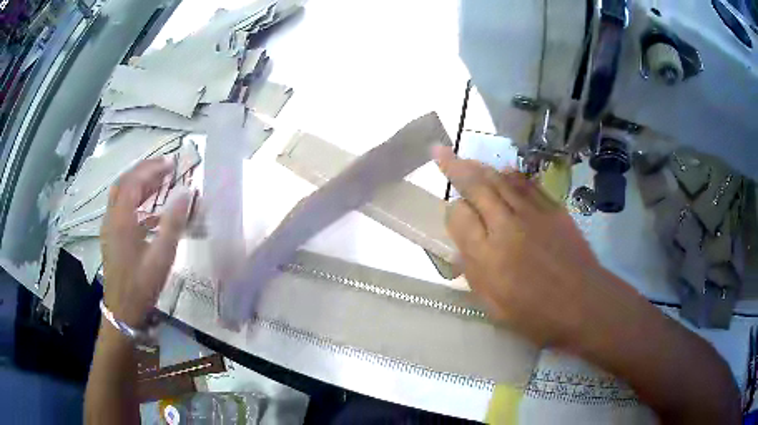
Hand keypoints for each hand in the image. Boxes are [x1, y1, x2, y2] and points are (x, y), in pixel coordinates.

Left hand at [100, 158, 192, 328]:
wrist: (123, 311)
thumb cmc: (142, 285)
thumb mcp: (161, 256)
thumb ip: (173, 223)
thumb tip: (186, 192)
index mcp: (121, 220)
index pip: (134, 181)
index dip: (151, 168)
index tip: (171, 164)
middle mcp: (112, 218)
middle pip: (125, 183)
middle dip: (144, 171)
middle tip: (165, 168)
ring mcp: (109, 227)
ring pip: (121, 195)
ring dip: (139, 184)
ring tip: (159, 182)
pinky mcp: (111, 236)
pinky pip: (121, 208)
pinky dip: (135, 200)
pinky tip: (150, 210)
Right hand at [434, 146, 609, 347]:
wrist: (584, 304)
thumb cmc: (537, 315)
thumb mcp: (495, 307)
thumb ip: (473, 274)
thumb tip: (461, 249)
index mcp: (488, 255)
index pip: (458, 216)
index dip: (452, 212)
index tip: (455, 217)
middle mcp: (506, 226)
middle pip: (476, 186)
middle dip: (455, 166)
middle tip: (441, 151)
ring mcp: (532, 213)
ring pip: (500, 179)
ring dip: (480, 166)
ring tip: (467, 158)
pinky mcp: (553, 208)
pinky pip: (526, 184)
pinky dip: (511, 175)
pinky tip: (504, 171)